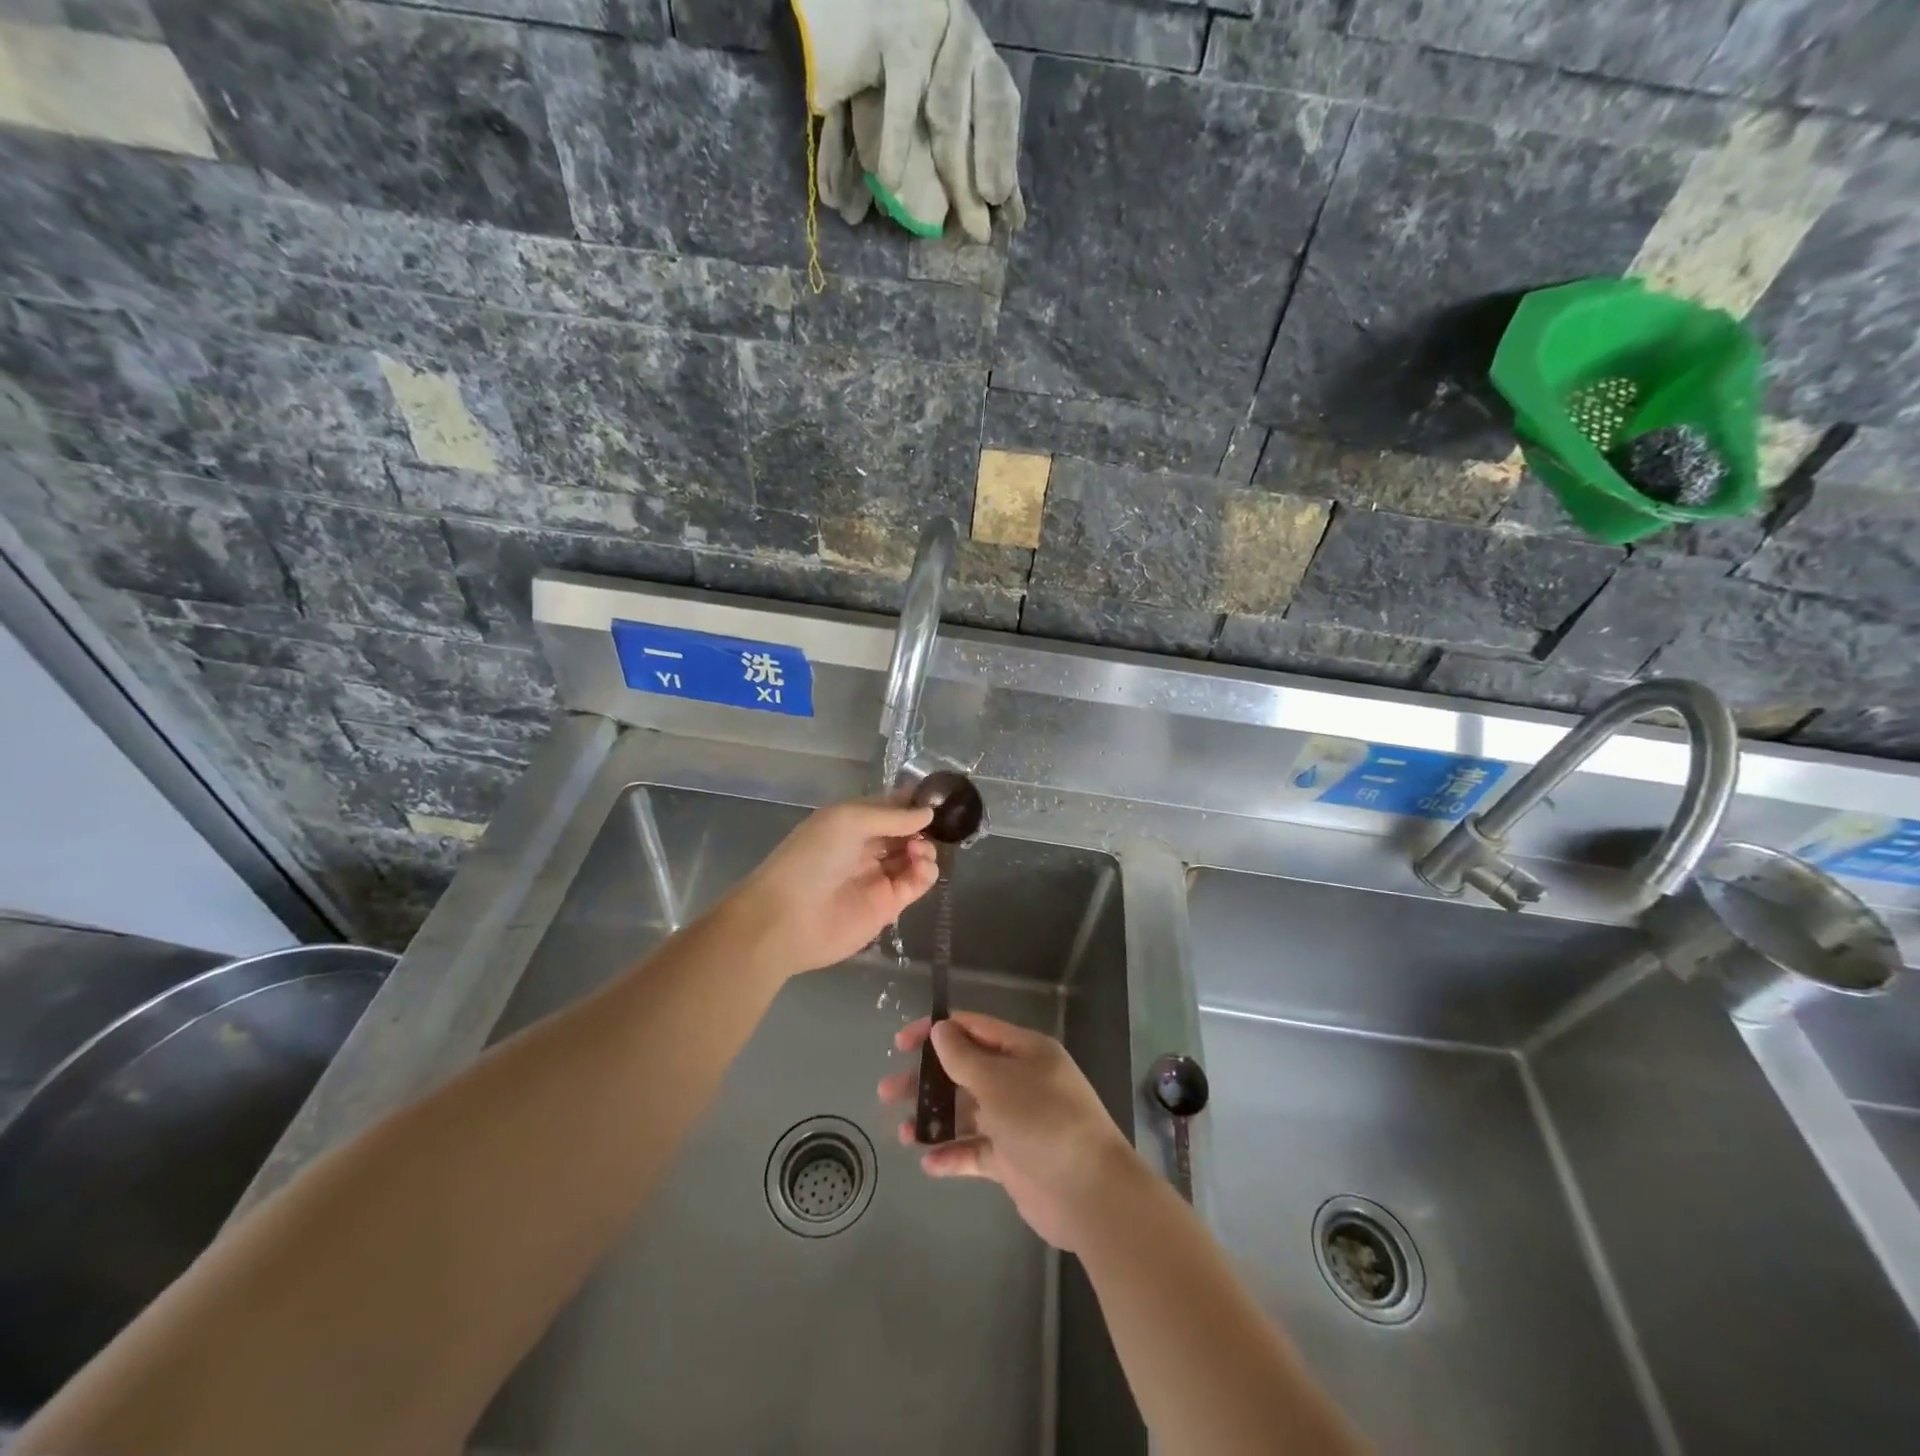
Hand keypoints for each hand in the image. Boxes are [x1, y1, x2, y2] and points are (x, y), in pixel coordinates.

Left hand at [723, 800, 937, 978]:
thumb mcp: (848, 821)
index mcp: (851, 822)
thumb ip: (891, 816)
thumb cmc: (812, 858)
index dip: (911, 801)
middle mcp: (865, 847)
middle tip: (935, 827)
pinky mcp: (887, 906)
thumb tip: (927, 813)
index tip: (937, 797)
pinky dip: (926, 873)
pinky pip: (915, 884)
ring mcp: (877, 877)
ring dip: (925, 849)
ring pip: (914, 857)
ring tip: (919, 852)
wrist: (787, 919)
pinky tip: (922, 867)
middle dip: (921, 826)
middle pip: (905, 832)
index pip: (888, 807)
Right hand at [878, 1012, 1142, 1250]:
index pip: (974, 1029)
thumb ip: (964, 1057)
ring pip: (967, 1112)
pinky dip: (953, 1154)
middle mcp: (1020, 1081)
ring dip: (936, 1119)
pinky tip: (929, 1163)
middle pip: (965, 1071)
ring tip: (902, 1132)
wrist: (1089, 1193)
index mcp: (1025, 1051)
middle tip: (888, 1091)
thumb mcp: (998, 1082)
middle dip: (928, 1080)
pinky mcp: (1013, 1160)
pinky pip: (976, 1150)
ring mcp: (1017, 1121)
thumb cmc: (1043, 1121)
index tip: (901, 1042)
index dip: (938, 1031)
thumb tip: (940, 1029)